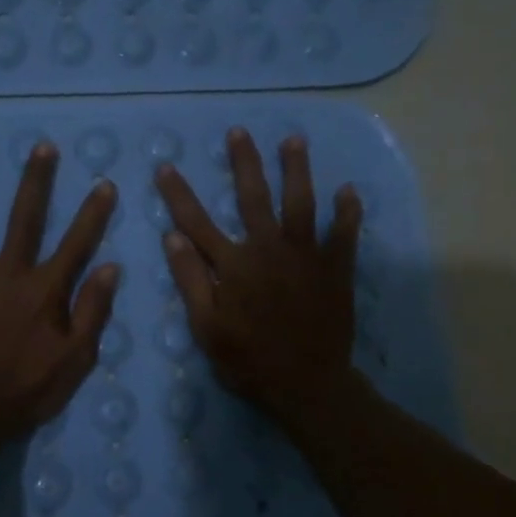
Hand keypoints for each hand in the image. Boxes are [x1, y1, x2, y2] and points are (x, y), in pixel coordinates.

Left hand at [0, 141, 120, 451]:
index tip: (104, 183)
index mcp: (43, 290)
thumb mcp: (75, 360)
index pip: (76, 244)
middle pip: (23, 219)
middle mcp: (6, 274)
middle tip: (41, 147)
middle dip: (35, 182)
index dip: (93, 214)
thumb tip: (110, 267)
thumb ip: (93, 312)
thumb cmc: (26, 390)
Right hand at [156, 129, 363, 429]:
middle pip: (253, 197)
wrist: (307, 384)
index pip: (197, 222)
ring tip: (294, 140)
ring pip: (301, 203)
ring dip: (297, 170)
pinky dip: (347, 212)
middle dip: (244, 163)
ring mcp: (306, 256)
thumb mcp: (206, 327)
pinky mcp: (335, 269)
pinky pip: (344, 234)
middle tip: (239, 132)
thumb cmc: (248, 360)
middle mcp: (268, 249)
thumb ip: (190, 280)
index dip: (179, 194)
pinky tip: (349, 190)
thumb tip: (172, 237)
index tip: (166, 167)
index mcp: (233, 265)